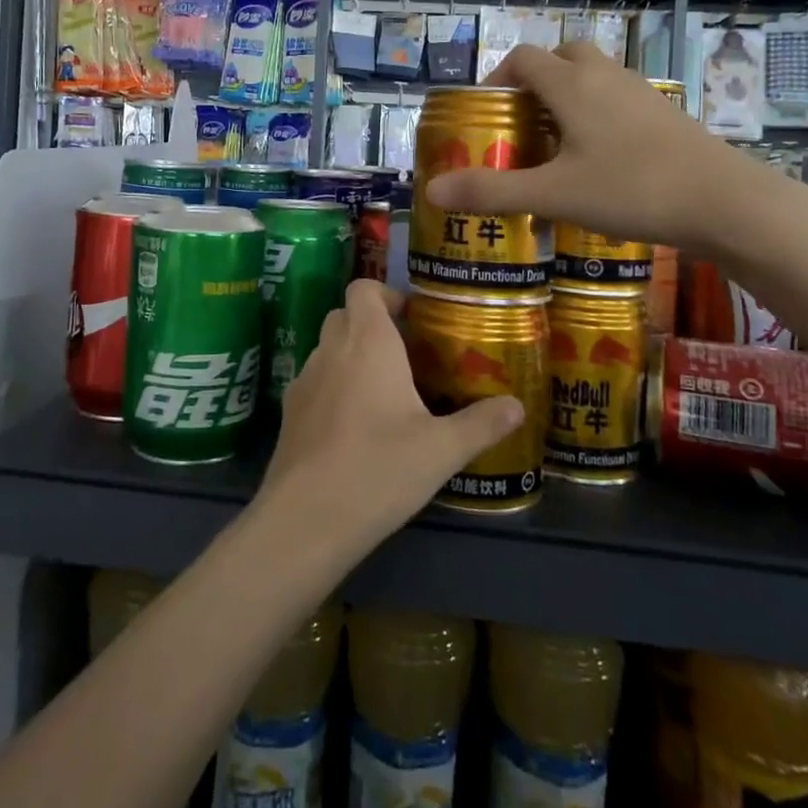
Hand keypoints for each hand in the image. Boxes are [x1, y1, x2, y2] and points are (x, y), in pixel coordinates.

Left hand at [258, 281, 522, 551]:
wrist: (305, 518)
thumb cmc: (378, 469)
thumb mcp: (441, 450)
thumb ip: (481, 424)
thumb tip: (517, 406)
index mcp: (367, 341)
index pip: (364, 288)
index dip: (387, 295)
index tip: (414, 322)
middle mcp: (331, 349)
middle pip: (346, 315)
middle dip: (374, 326)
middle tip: (409, 357)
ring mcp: (304, 379)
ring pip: (329, 348)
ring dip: (353, 357)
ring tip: (387, 394)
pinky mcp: (290, 411)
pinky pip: (316, 381)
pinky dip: (335, 387)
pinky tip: (357, 428)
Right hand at [426, 41, 745, 254]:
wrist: (725, 202)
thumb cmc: (631, 189)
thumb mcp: (553, 194)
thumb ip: (491, 191)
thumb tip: (432, 191)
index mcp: (573, 85)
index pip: (524, 59)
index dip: (497, 78)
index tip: (486, 113)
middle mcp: (606, 77)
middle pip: (563, 56)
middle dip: (536, 79)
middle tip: (522, 121)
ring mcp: (641, 93)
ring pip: (595, 76)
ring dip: (569, 95)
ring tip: (556, 141)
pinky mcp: (666, 114)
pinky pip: (619, 97)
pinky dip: (599, 111)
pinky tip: (600, 157)